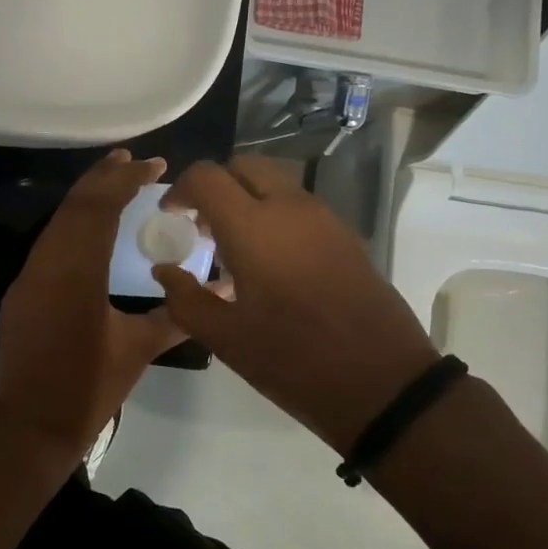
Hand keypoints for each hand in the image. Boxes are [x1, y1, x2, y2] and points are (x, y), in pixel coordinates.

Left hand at [0, 149, 186, 468]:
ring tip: (113, 181)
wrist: (30, 424)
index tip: (154, 164)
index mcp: (78, 273)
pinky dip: (72, 225)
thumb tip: (218, 295)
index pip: (100, 209)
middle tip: (132, 159)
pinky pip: (49, 243)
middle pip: (74, 206)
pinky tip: (89, 228)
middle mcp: (48, 264)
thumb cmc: (88, 388)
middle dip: (103, 177)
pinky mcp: (21, 292)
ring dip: (85, 198)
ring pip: (57, 222)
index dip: (125, 180)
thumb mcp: (137, 350)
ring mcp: (28, 277)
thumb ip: (175, 316)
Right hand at [152, 156, 439, 453]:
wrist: (383, 382)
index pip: (206, 177)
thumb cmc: (293, 360)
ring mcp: (323, 218)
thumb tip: (164, 271)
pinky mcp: (345, 235)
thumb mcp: (226, 338)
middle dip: (215, 185)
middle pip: (243, 166)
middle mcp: (289, 208)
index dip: (180, 189)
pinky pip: (299, 205)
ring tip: (233, 246)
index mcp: (253, 227)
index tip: (171, 216)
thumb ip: (185, 299)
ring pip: (275, 182)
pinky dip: (274, 213)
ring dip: (246, 198)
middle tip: (202, 225)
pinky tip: (270, 262)